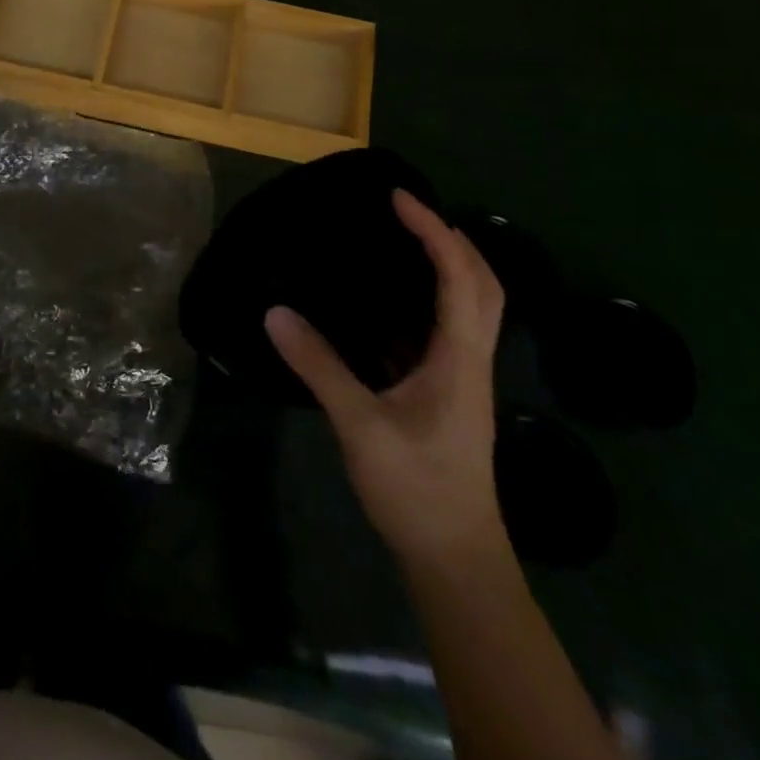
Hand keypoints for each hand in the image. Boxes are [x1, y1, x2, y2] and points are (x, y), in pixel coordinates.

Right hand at [266, 188, 506, 569]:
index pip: (460, 276)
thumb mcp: (360, 425)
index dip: (434, 231)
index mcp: (460, 358)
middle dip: (452, 238)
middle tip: (407, 212)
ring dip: (448, 264)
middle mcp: (472, 359)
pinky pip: (449, 328)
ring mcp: (465, 378)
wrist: (456, 560)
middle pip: (483, 283)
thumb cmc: (416, 489)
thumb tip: (275, 312)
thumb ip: (318, 365)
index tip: (399, 198)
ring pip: (473, 306)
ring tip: (403, 240)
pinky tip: (391, 302)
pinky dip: (431, 297)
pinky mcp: (451, 394)